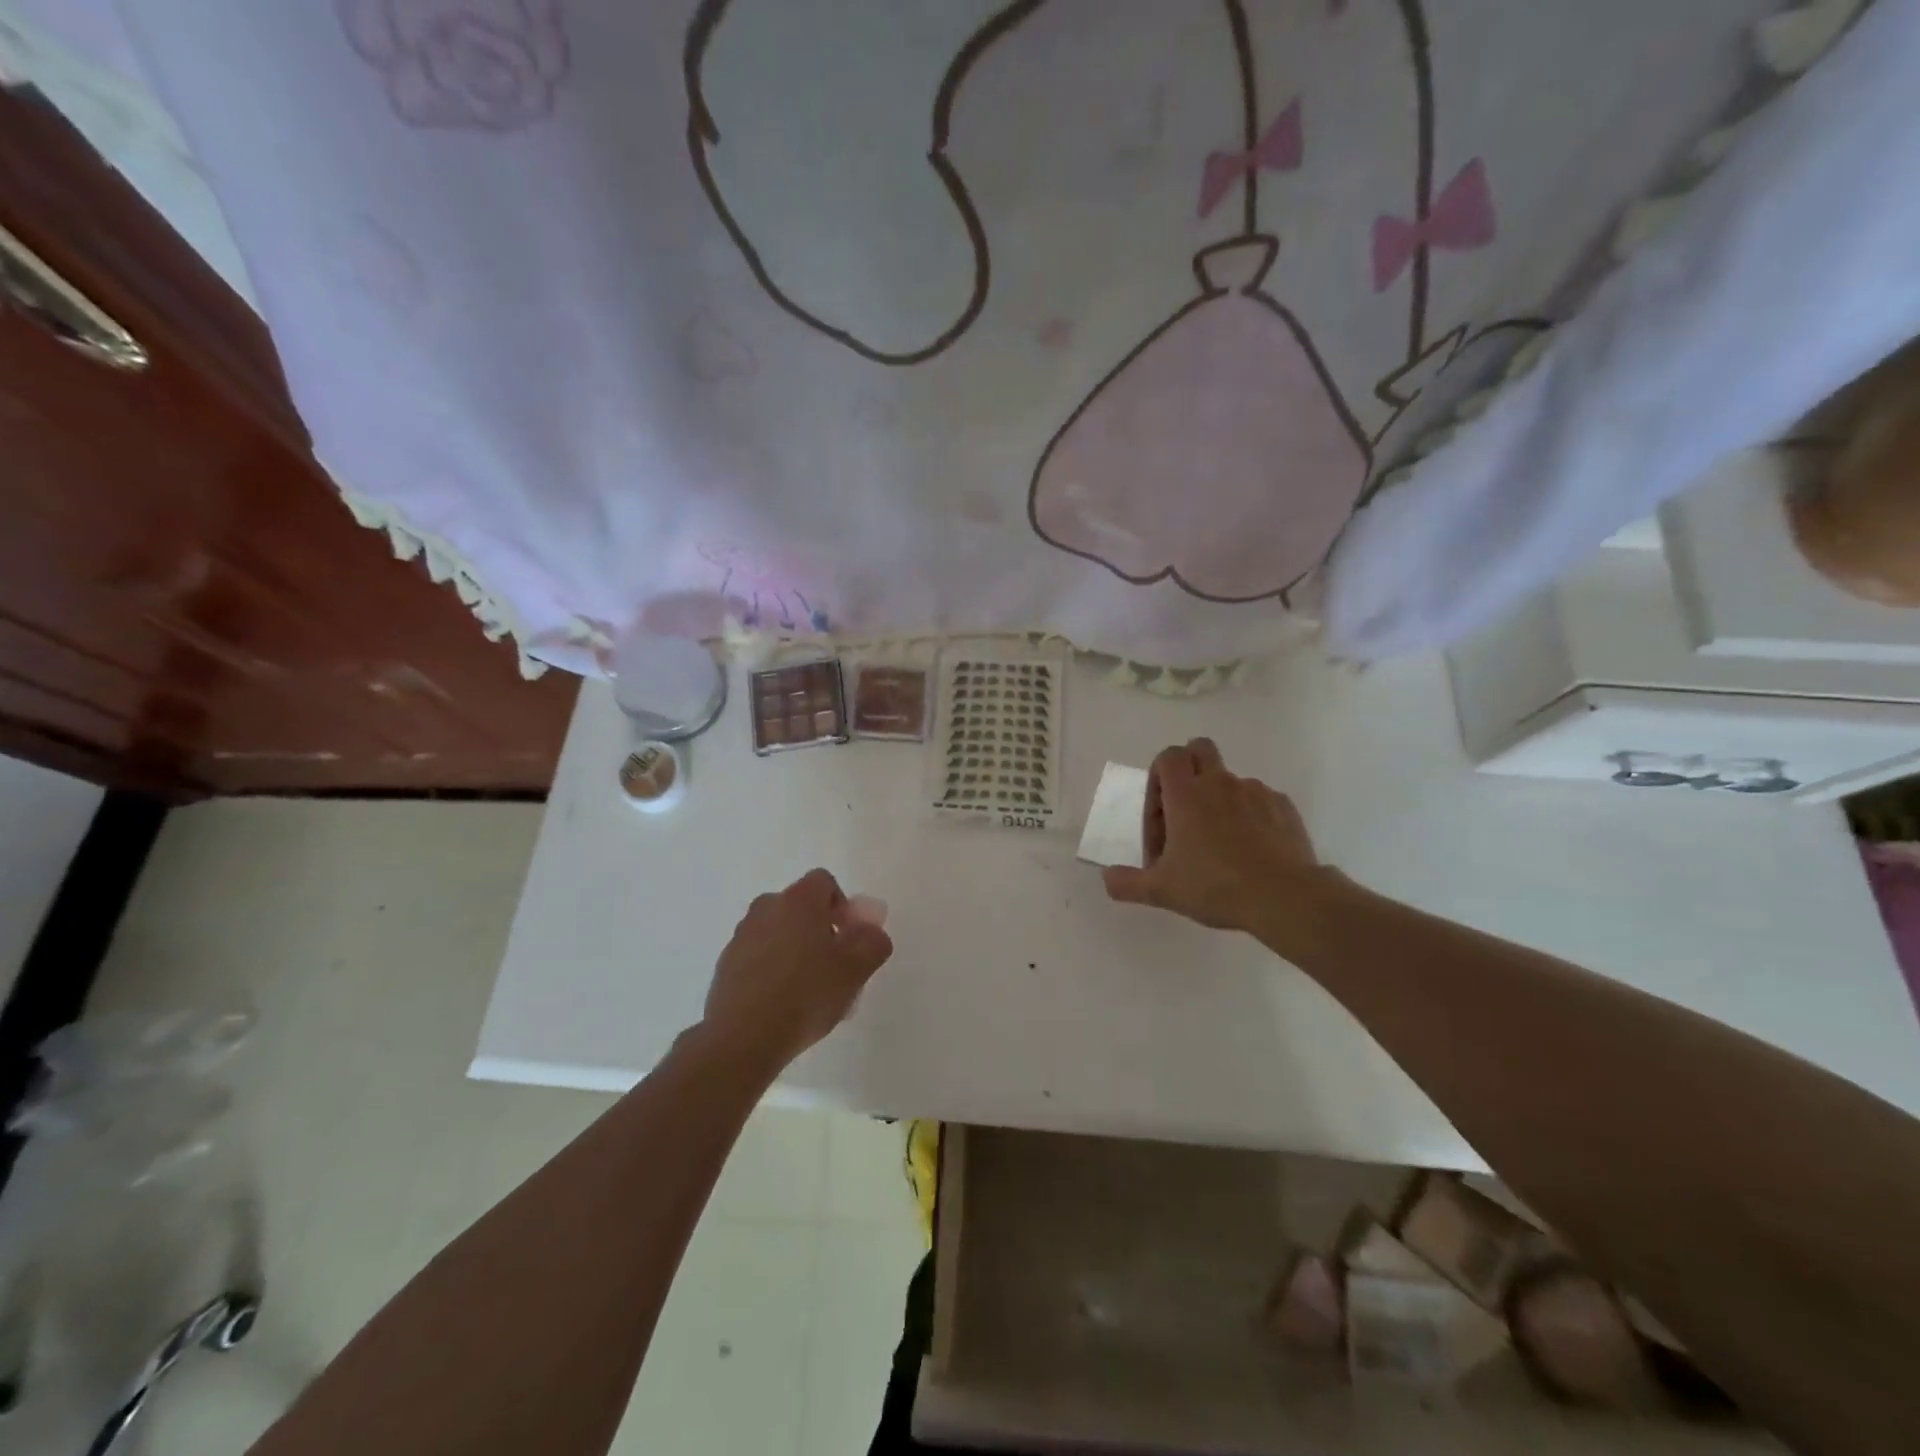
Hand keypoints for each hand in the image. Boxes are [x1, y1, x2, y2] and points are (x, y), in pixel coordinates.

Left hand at [700, 869, 894, 1074]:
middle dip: (819, 929)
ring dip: (794, 949)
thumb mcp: (856, 970)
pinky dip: (771, 969)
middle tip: (833, 966)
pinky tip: (781, 1003)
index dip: (842, 907)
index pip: (824, 882)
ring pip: (778, 931)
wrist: (743, 1038)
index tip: (850, 939)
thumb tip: (870, 931)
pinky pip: (758, 955)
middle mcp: (766, 907)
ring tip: (807, 990)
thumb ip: (873, 942)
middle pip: (800, 907)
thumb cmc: (806, 995)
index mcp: (799, 900)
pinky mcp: (725, 964)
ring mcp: (741, 935)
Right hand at [1102, 738, 1331, 941]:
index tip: (1161, 812)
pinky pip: (1260, 800)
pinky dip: (1251, 816)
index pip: (1167, 756)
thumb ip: (1128, 882)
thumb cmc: (1215, 886)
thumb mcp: (1162, 890)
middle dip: (1190, 767)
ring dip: (1220, 799)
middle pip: (1200, 748)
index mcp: (1186, 794)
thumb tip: (1107, 877)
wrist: (1284, 897)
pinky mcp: (1283, 807)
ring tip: (1222, 842)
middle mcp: (1219, 783)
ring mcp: (1255, 792)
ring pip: (1231, 779)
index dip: (1158, 776)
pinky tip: (1251, 849)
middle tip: (1187, 808)